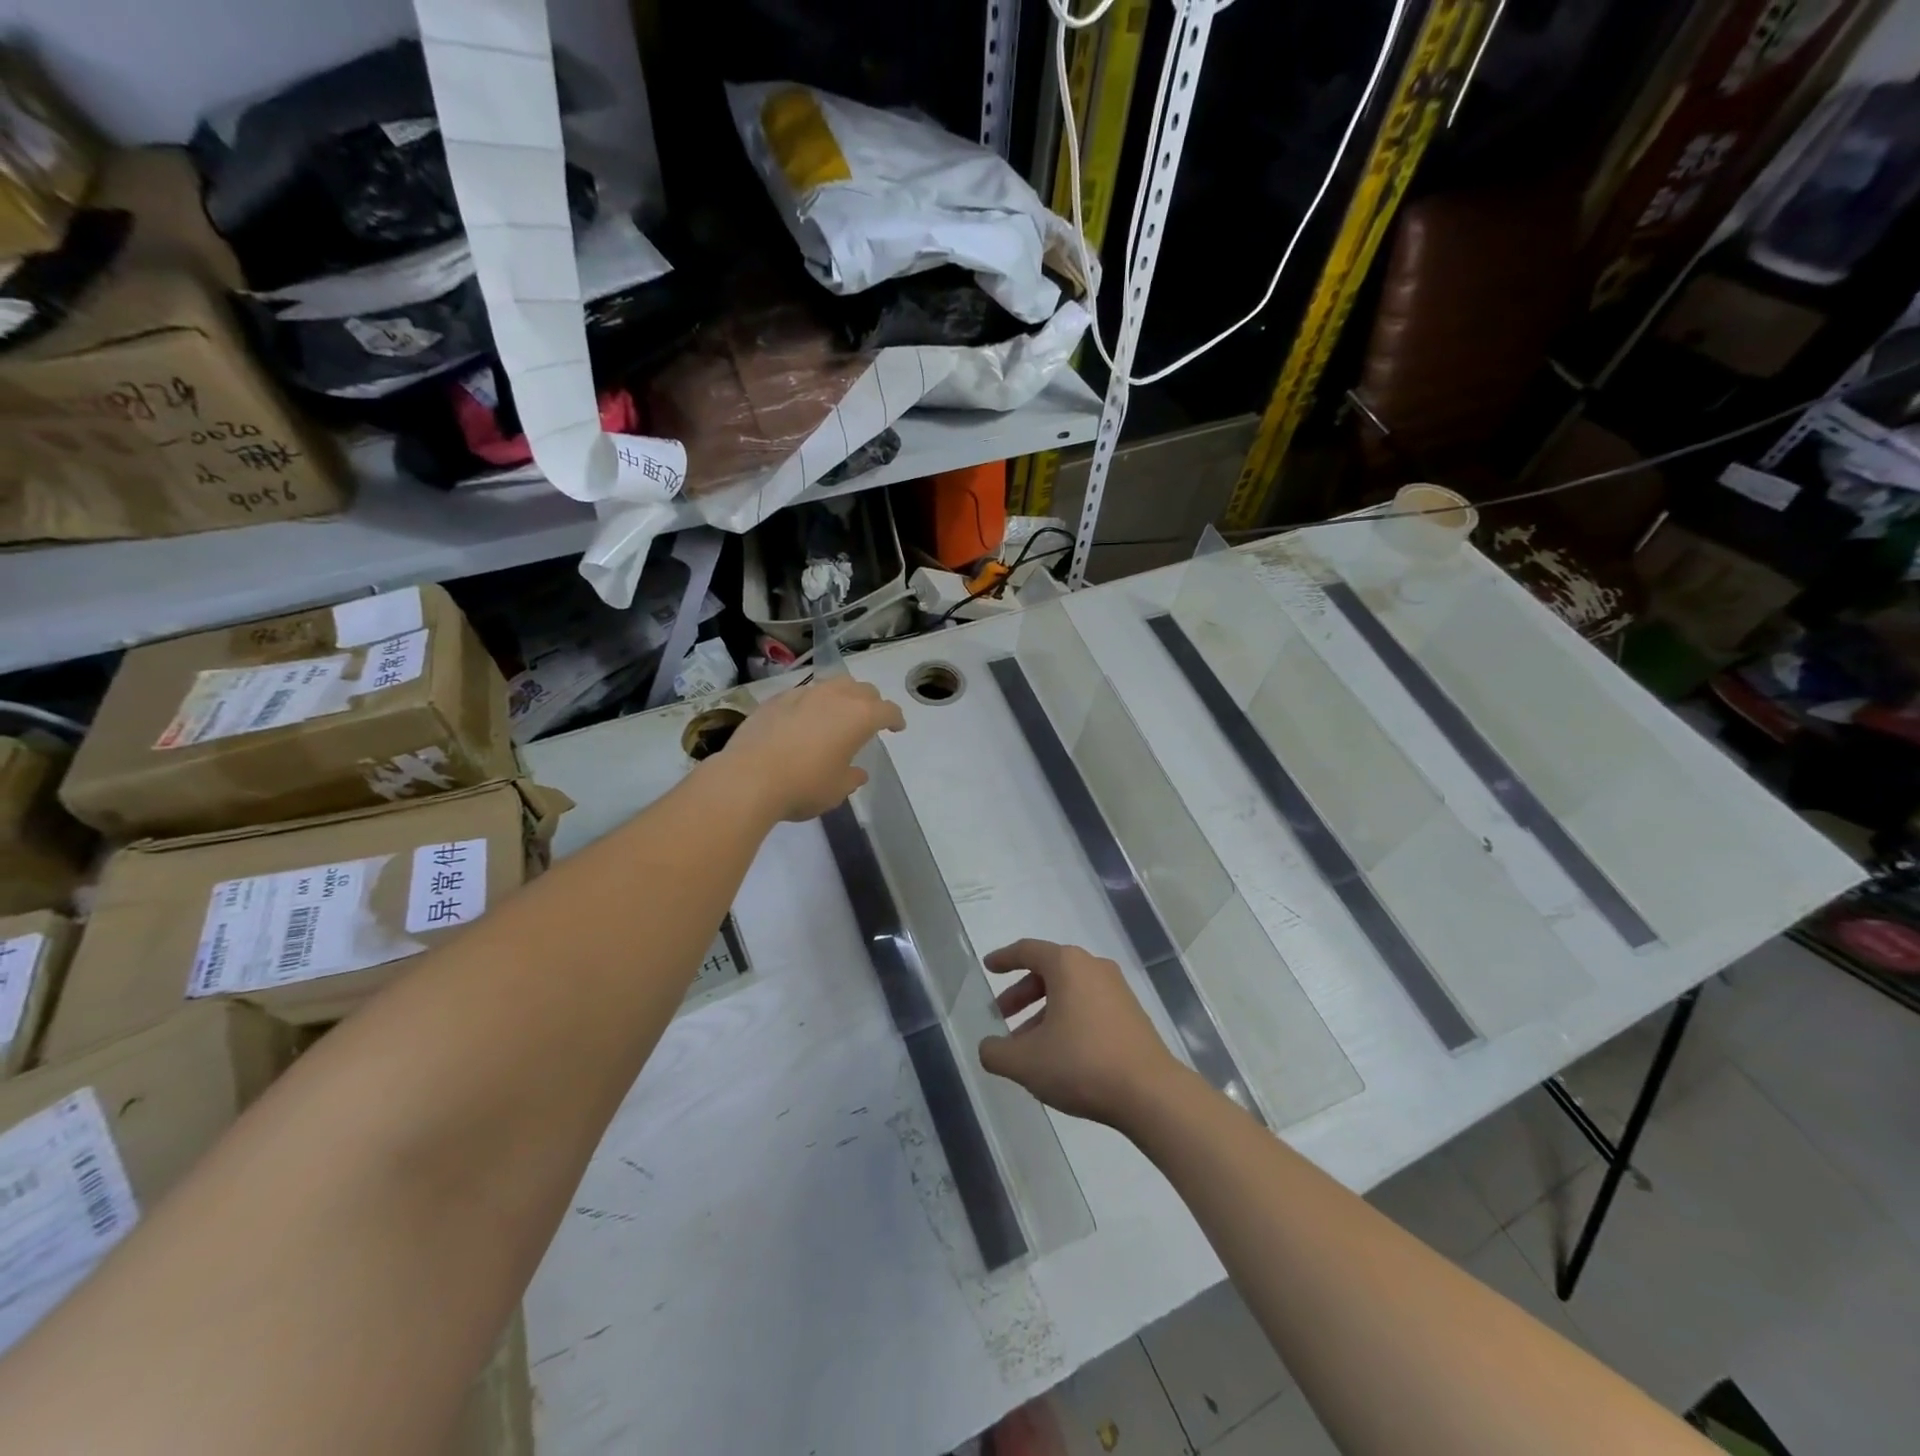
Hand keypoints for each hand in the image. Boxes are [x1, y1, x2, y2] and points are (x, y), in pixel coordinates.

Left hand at [719, 676, 905, 821]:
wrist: (748, 779)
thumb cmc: (803, 786)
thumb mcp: (836, 790)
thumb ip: (851, 777)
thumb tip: (857, 772)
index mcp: (858, 717)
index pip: (887, 710)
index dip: (895, 718)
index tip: (897, 727)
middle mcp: (834, 697)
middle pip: (862, 689)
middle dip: (871, 702)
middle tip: (869, 720)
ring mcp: (802, 694)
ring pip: (831, 685)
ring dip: (841, 697)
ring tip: (837, 714)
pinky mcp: (775, 700)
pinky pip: (802, 694)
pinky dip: (811, 704)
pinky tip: (803, 721)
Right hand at [976, 940, 1186, 1128]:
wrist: (1150, 1093)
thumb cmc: (1081, 1064)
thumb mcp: (1026, 1062)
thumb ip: (996, 1053)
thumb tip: (988, 1047)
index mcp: (1067, 965)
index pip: (1027, 951)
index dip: (1004, 958)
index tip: (989, 967)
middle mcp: (1093, 967)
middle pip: (1049, 971)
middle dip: (1022, 993)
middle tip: (1002, 1015)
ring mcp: (1117, 990)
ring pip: (1069, 991)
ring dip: (1044, 1011)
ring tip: (1027, 1046)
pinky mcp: (1131, 1014)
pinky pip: (1088, 1006)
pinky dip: (1067, 1020)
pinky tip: (1058, 1054)